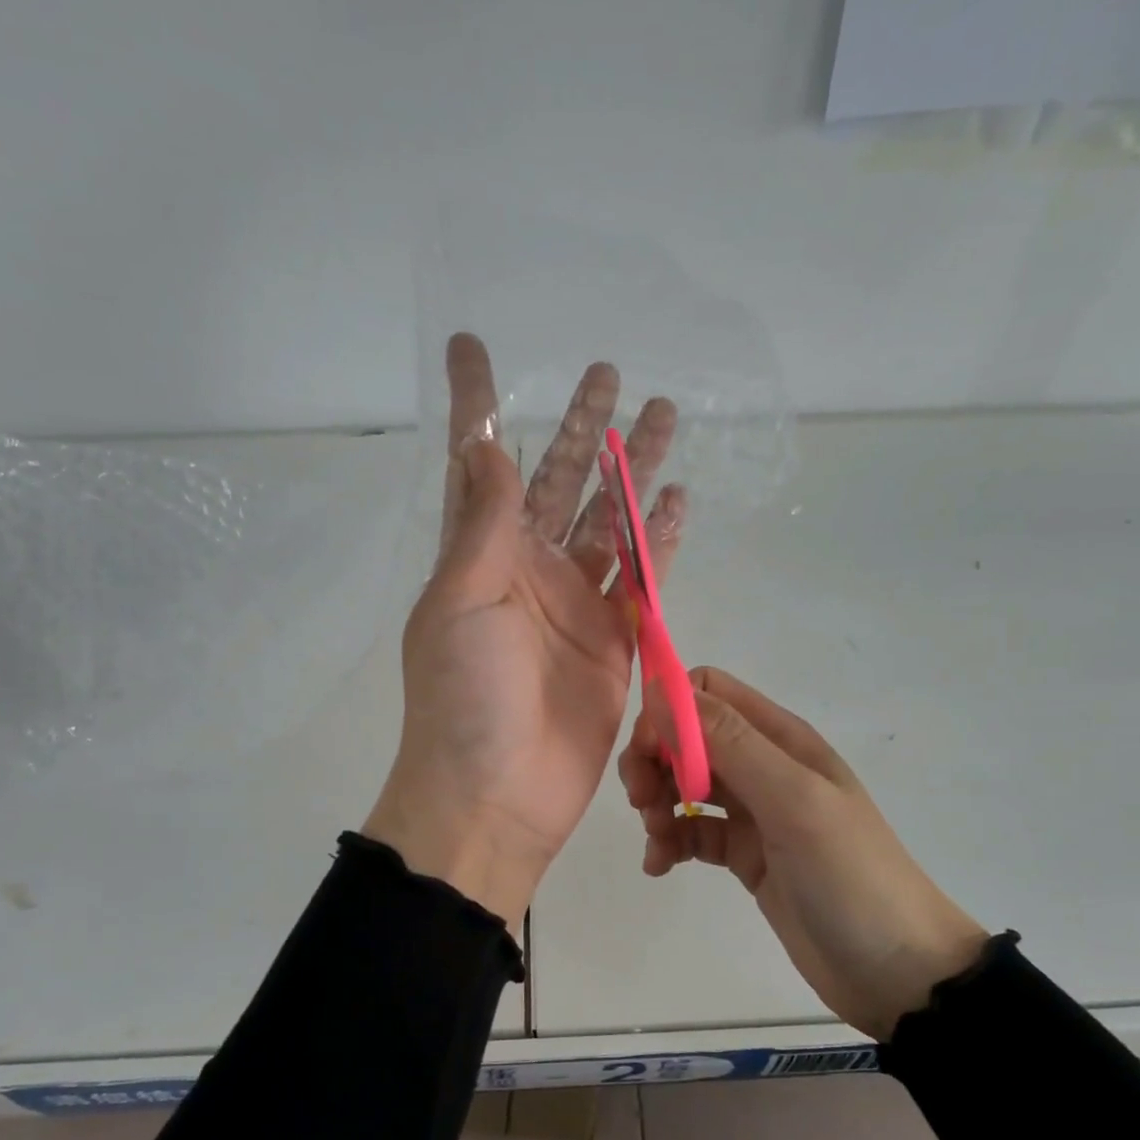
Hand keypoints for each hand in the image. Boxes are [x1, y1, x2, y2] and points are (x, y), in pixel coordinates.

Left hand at [364, 332, 685, 925]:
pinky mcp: (615, 641)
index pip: (479, 463)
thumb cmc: (465, 698)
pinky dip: (660, 540)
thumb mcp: (461, 602)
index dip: (477, 403)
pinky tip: (678, 498)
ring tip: (664, 415)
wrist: (497, 796)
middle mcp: (527, 569)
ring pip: (610, 521)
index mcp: (480, 555)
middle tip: (609, 372)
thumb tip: (488, 445)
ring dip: (632, 471)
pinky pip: (643, 579)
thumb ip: (484, 525)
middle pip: (559, 480)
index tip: (471, 343)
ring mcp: (575, 604)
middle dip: (581, 428)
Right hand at [620, 667, 985, 1039]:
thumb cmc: (850, 875)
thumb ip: (730, 743)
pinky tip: (661, 866)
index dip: (668, 712)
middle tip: (642, 802)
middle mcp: (763, 765)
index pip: (707, 692)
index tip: (648, 753)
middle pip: (687, 738)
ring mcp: (754, 812)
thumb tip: (663, 690)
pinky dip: (669, 842)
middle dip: (654, 761)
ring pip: (683, 784)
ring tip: (658, 843)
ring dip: (657, 803)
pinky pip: (691, 831)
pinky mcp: (744, 854)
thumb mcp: (793, 801)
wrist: (897, 971)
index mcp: (780, 739)